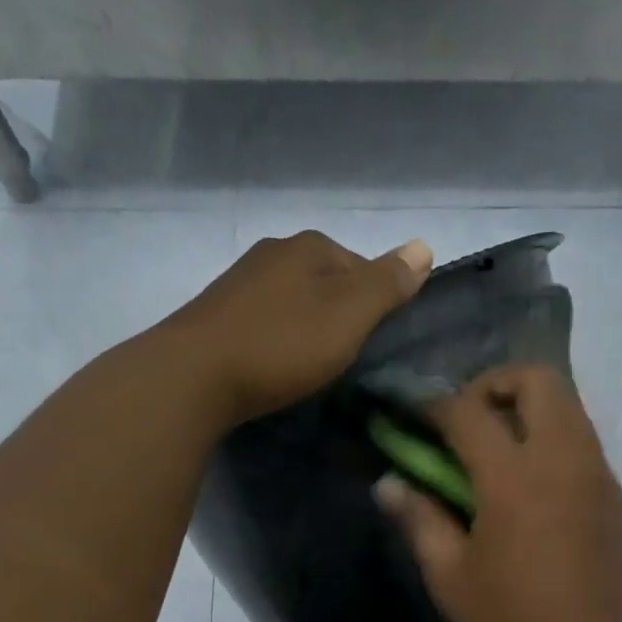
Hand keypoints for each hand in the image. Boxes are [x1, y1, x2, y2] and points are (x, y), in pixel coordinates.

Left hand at [160, 230, 432, 424]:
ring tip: (312, 365)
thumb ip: (388, 283)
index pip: (361, 265)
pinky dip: (278, 338)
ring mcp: (240, 281)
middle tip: (346, 357)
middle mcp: (274, 252)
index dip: (377, 302)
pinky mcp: (217, 314)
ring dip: (307, 326)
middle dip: (340, 313)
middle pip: (326, 280)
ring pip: (293, 300)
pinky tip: (276, 363)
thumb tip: (425, 246)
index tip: (376, 342)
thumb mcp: (349, 314)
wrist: (196, 376)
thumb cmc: (283, 344)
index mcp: (310, 246)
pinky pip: (265, 321)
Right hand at [374, 363, 621, 621]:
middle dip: (496, 384)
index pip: (469, 410)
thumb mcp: (451, 576)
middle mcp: (563, 459)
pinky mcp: (617, 497)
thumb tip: (388, 484)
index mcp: (514, 476)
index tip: (417, 418)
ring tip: (499, 456)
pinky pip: (584, 445)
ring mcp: (598, 475)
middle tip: (469, 423)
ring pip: (569, 407)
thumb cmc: (513, 620)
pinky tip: (535, 496)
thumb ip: (419, 520)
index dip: (436, 405)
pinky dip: (554, 445)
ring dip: (529, 411)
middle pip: (538, 379)